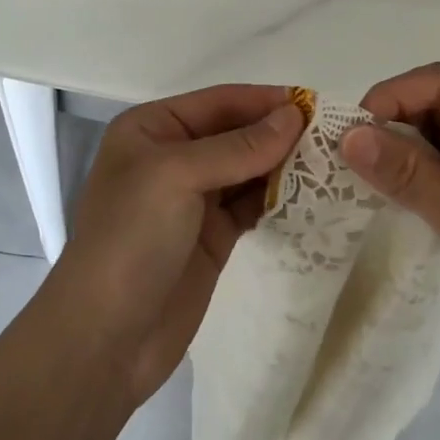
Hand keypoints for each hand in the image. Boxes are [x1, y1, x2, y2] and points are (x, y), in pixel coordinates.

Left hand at [57, 85, 303, 404]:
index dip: (265, 101)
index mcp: (152, 129)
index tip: (317, 103)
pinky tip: (311, 196)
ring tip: (333, 163)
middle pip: (236, 133)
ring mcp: (193, 199)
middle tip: (334, 136)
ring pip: (248, 169)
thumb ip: (239, 146)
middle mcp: (172, 157)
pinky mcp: (212, 237)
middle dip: (279, 133)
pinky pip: (251, 205)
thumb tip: (294, 116)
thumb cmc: (131, 239)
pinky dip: (278, 199)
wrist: (105, 339)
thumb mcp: (177, 176)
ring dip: (284, 166)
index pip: (219, 102)